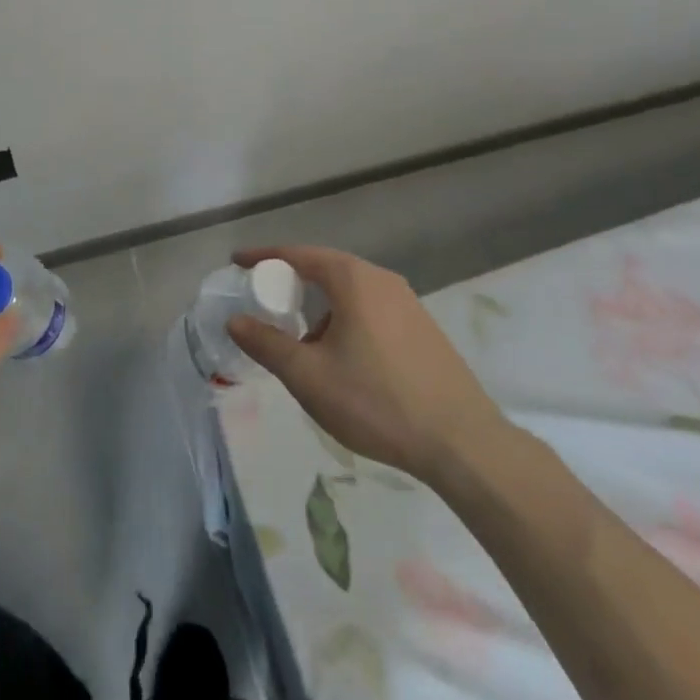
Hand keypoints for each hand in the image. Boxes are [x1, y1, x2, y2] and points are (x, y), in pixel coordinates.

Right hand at [228, 246, 507, 483]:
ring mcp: (408, 302)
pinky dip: (346, 318)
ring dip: (321, 306)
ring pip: (350, 291)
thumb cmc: (377, 402)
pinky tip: (344, 358)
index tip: (237, 262)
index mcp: (352, 279)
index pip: (297, 254)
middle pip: (325, 268)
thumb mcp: (309, 377)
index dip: (263, 257)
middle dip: (292, 283)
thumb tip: (235, 320)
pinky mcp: (424, 328)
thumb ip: (267, 344)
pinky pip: (372, 309)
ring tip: (304, 341)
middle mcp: (381, 279)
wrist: (464, 444)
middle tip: (266, 302)